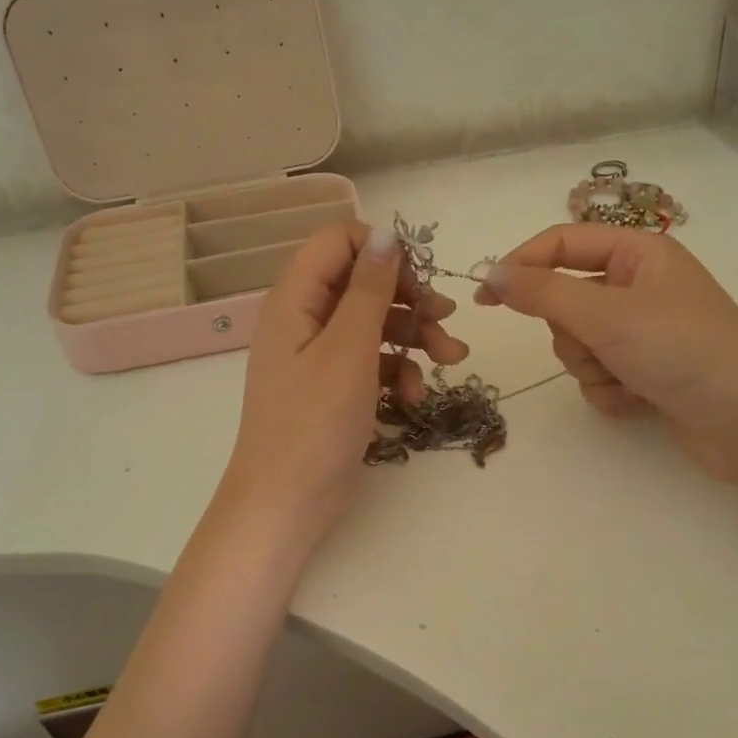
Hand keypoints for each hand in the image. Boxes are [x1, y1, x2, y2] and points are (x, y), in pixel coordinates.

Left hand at [218, 221, 467, 547]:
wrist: (286, 502)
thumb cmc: (314, 423)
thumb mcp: (349, 350)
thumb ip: (369, 289)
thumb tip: (387, 234)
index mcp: (296, 298)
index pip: (339, 240)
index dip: (382, 251)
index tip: (420, 278)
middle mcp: (304, 318)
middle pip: (363, 283)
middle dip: (409, 298)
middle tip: (447, 319)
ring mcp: (318, 355)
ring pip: (373, 323)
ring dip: (414, 336)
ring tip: (452, 359)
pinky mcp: (334, 387)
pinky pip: (371, 361)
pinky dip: (397, 371)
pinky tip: (416, 396)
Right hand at [476, 223, 737, 488]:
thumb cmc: (680, 349)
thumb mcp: (604, 313)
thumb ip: (541, 292)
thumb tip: (490, 274)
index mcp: (638, 253)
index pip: (561, 244)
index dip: (520, 266)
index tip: (484, 299)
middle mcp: (641, 287)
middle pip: (567, 301)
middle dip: (573, 333)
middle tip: (597, 345)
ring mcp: (645, 332)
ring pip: (580, 344)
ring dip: (591, 367)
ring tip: (626, 378)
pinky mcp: (648, 372)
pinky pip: (600, 375)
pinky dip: (610, 391)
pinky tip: (638, 401)